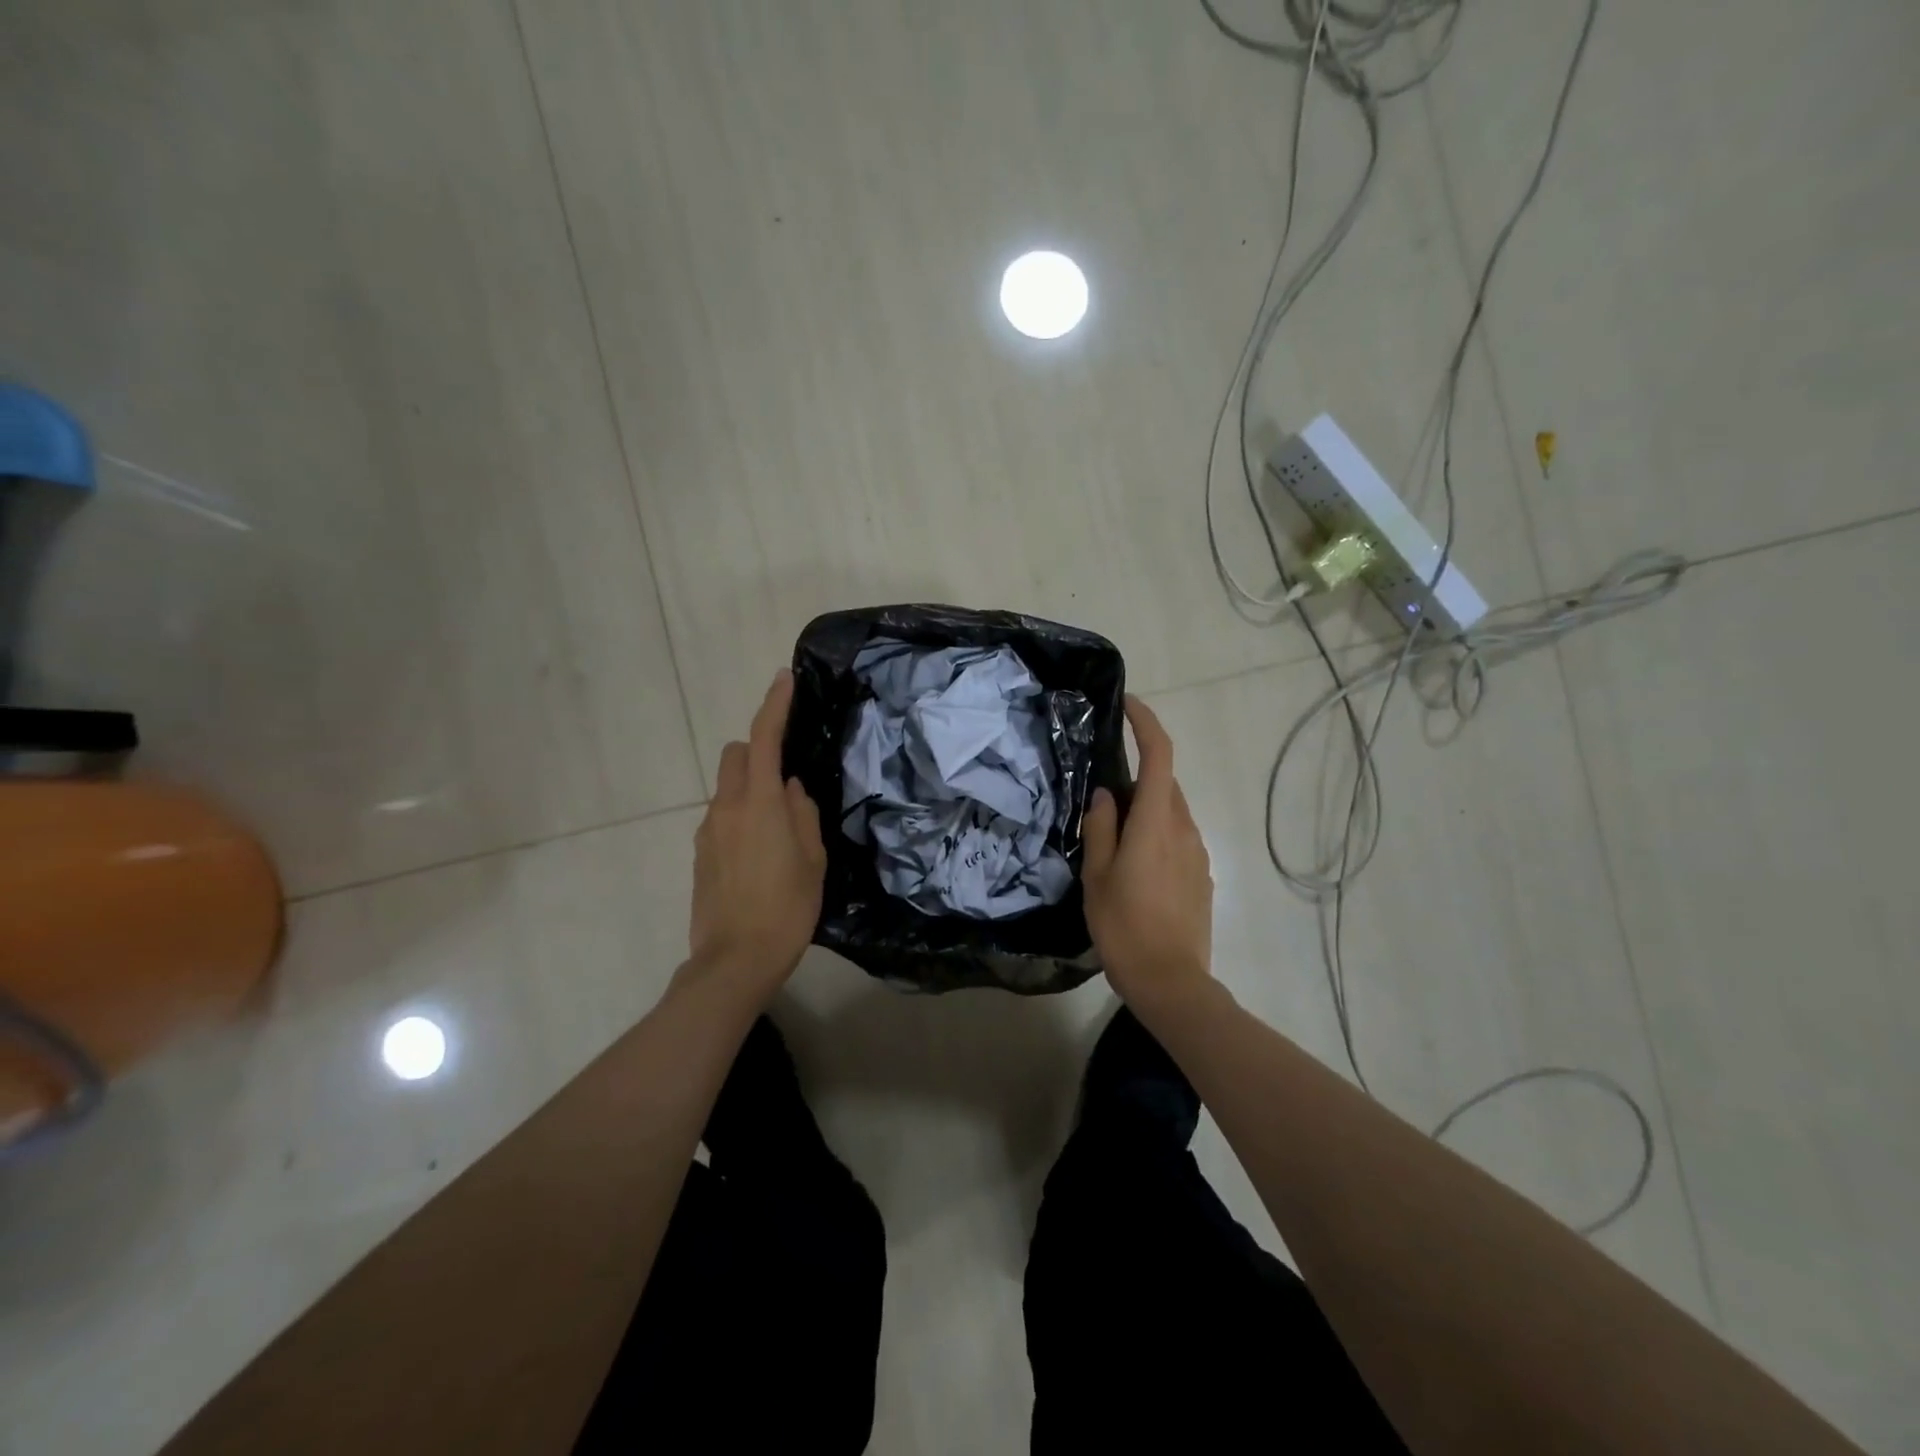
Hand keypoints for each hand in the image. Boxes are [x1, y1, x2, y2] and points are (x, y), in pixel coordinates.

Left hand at [687, 670, 826, 1001]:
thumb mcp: (812, 860)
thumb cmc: (786, 908)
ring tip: (778, 829)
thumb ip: (802, 814)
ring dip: (750, 788)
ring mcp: (708, 832)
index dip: (774, 706)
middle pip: (736, 756)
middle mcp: (726, 808)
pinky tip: (759, 854)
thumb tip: (791, 788)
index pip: (764, 739)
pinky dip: (740, 816)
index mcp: (759, 804)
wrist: (734, 961)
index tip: (784, 679)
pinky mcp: (700, 854)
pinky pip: (721, 817)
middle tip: (787, 778)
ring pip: (727, 788)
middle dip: (759, 751)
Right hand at [1081, 695, 1213, 1007]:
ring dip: (1147, 810)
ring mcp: (1199, 853)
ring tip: (1114, 839)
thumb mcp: (1098, 875)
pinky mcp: (1202, 876)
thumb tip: (1107, 795)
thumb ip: (1102, 827)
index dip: (1147, 723)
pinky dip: (1157, 835)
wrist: (1171, 982)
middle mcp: (1185, 829)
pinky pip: (1179, 839)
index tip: (1128, 705)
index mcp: (1157, 822)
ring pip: (1172, 813)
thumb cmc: (1124, 926)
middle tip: (1101, 798)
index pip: (1160, 755)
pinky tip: (1136, 868)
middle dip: (1138, 777)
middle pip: (1165, 784)